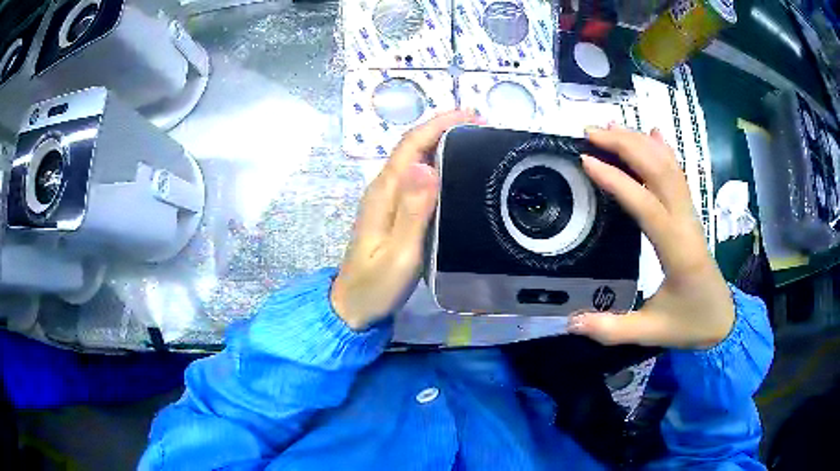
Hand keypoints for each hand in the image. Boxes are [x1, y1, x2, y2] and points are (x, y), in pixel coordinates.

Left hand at [331, 110, 480, 329]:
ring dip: (441, 144)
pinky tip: (454, 172)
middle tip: (481, 127)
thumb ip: (412, 212)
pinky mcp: (392, 212)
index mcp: (384, 193)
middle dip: (444, 129)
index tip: (470, 115)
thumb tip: (427, 166)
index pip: (411, 146)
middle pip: (413, 148)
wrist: (353, 306)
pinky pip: (416, 178)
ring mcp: (387, 200)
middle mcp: (383, 189)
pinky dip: (437, 165)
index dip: (439, 125)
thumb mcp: (399, 253)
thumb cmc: (376, 285)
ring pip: (415, 161)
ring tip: (475, 143)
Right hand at [569, 126, 734, 348]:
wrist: (723, 320)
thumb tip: (570, 323)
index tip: (586, 161)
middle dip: (625, 145)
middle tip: (591, 132)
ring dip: (640, 141)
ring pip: (668, 166)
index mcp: (677, 251)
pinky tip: (652, 133)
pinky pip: (678, 174)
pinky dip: (664, 150)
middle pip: (659, 170)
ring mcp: (691, 214)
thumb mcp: (651, 332)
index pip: (646, 205)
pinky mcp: (690, 214)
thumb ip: (612, 329)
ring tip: (610, 126)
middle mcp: (686, 223)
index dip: (617, 180)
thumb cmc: (690, 323)